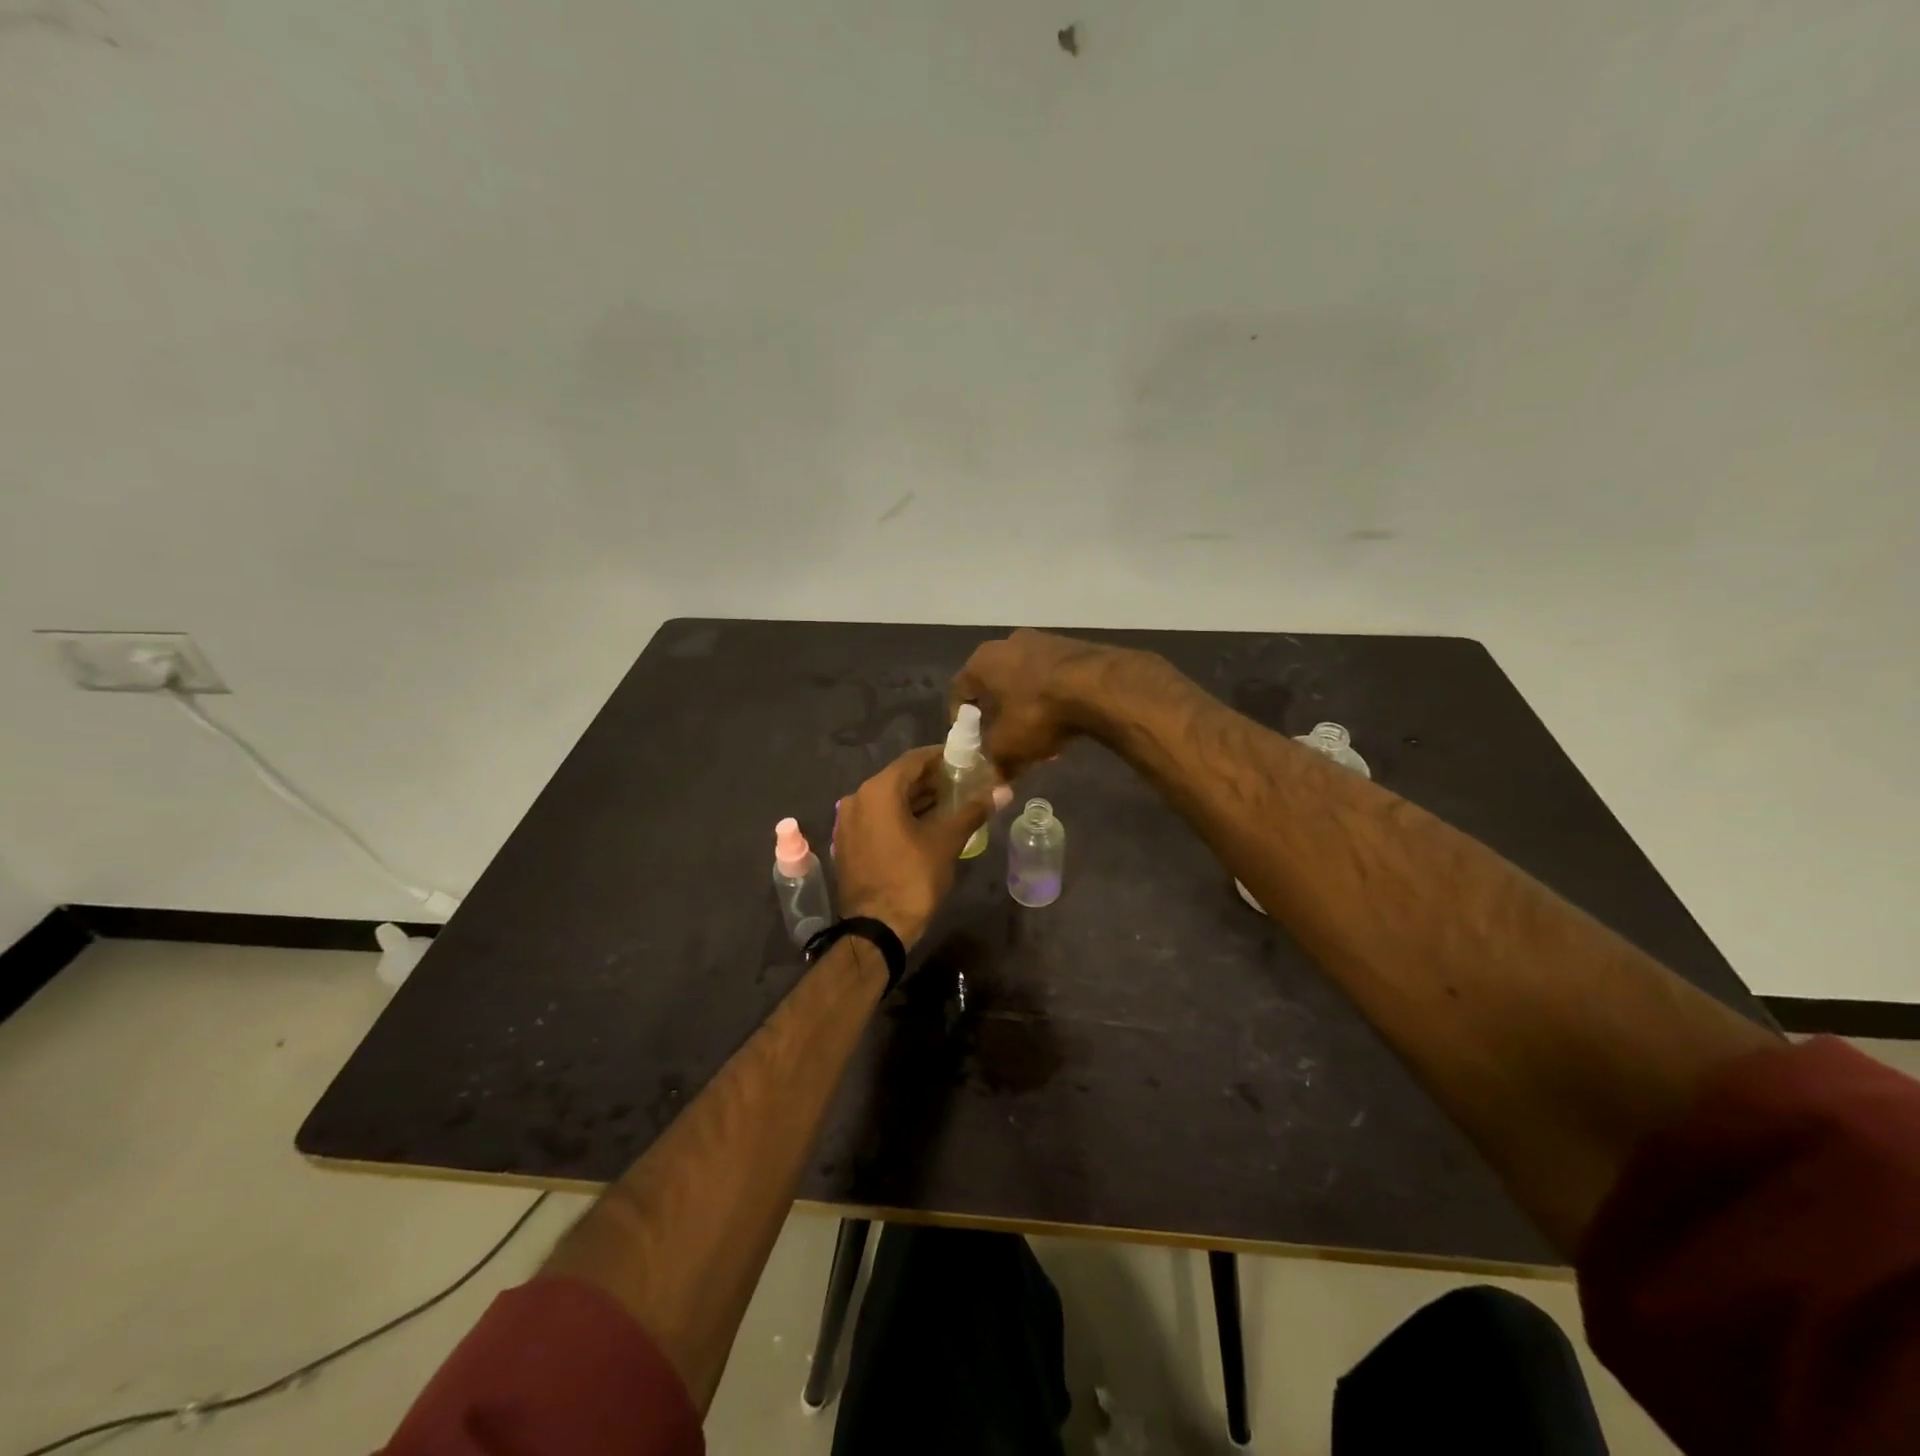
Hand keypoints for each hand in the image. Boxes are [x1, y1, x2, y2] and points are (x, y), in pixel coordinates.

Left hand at [832, 745, 1011, 946]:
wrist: (876, 929)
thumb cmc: (912, 878)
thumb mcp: (946, 842)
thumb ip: (972, 811)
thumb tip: (1003, 790)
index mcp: (878, 791)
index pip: (914, 760)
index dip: (941, 757)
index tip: (966, 760)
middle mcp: (857, 799)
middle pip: (899, 779)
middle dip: (931, 780)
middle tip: (962, 783)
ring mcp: (848, 822)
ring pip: (888, 800)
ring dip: (917, 799)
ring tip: (950, 803)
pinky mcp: (848, 843)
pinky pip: (877, 818)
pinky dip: (900, 816)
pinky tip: (925, 825)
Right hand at [950, 629, 1133, 778]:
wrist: (1098, 686)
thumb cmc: (1038, 713)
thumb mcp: (1008, 747)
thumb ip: (995, 763)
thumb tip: (996, 782)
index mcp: (981, 661)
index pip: (959, 691)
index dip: (961, 720)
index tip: (971, 741)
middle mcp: (1007, 643)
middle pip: (994, 685)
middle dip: (998, 715)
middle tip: (1005, 741)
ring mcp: (1043, 641)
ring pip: (1025, 681)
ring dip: (1027, 708)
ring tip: (1040, 739)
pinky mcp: (1073, 647)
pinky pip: (1052, 677)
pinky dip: (1052, 699)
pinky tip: (1064, 723)